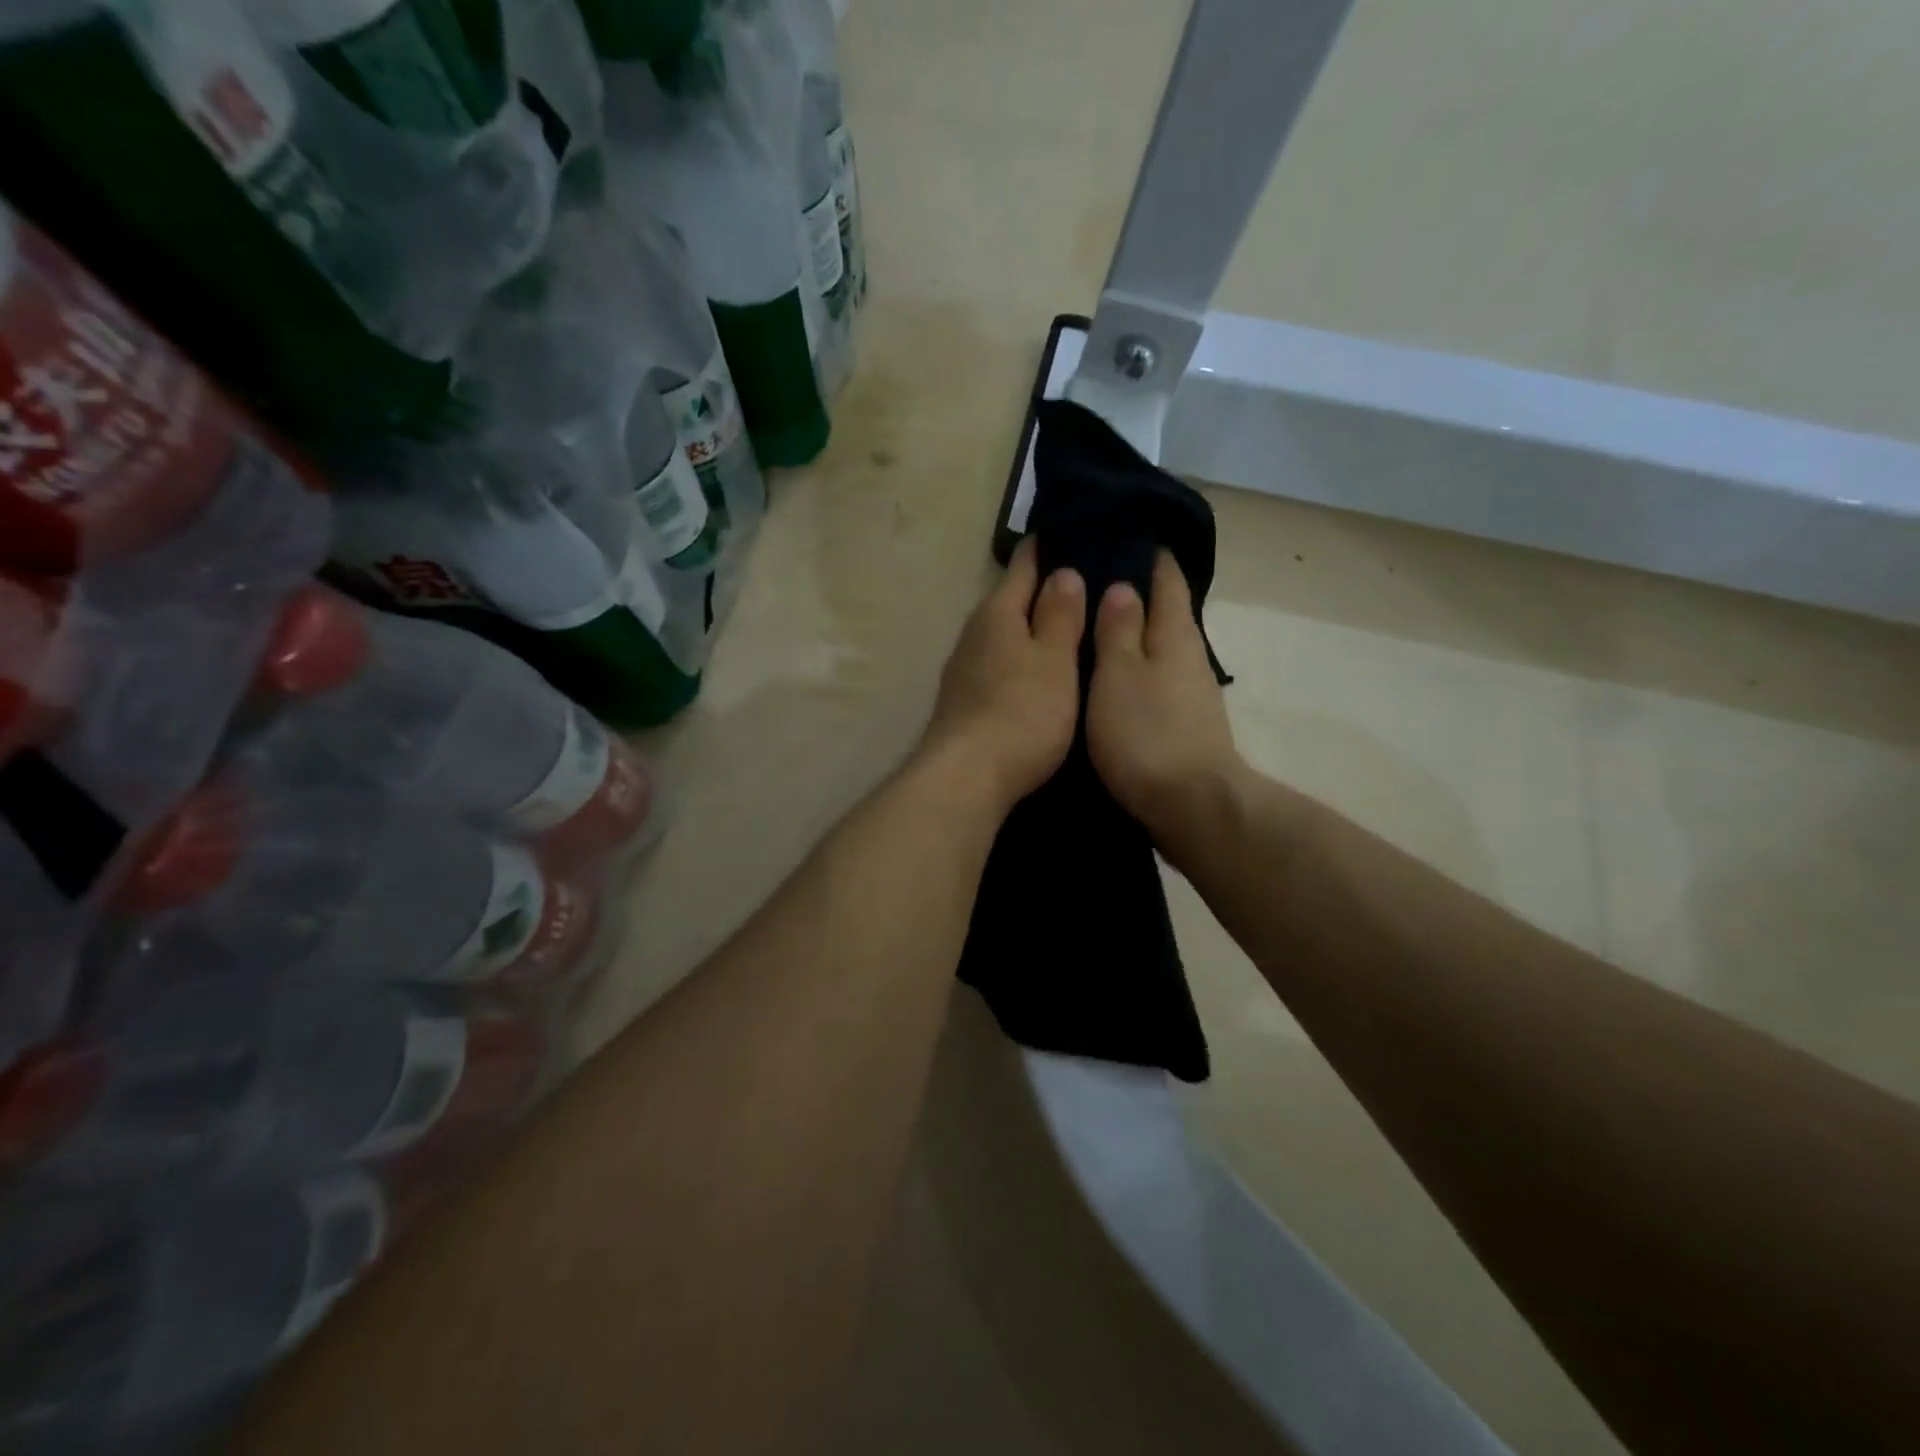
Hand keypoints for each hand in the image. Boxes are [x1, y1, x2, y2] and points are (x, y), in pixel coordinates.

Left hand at [920, 540, 1084, 812]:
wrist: (967, 776)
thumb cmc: (1021, 712)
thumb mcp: (1054, 660)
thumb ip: (1059, 615)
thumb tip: (1062, 571)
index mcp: (997, 613)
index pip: (1024, 566)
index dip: (1047, 547)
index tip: (1073, 530)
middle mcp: (974, 634)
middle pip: (1010, 600)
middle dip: (1042, 590)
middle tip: (1084, 580)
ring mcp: (964, 669)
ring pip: (1003, 635)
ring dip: (1029, 628)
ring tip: (1066, 626)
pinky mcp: (963, 700)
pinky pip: (997, 664)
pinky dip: (1019, 659)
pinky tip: (1036, 671)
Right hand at [1086, 551, 1242, 848]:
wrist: (1190, 806)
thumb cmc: (1147, 734)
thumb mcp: (1120, 675)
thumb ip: (1119, 630)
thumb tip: (1125, 586)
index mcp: (1175, 635)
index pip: (1168, 580)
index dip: (1152, 556)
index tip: (1128, 533)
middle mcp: (1189, 658)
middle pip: (1166, 613)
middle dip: (1137, 593)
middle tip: (1095, 577)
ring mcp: (1189, 694)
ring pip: (1159, 649)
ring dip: (1133, 634)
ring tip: (1095, 624)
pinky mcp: (1182, 725)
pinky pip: (1155, 681)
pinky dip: (1134, 669)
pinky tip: (1112, 677)